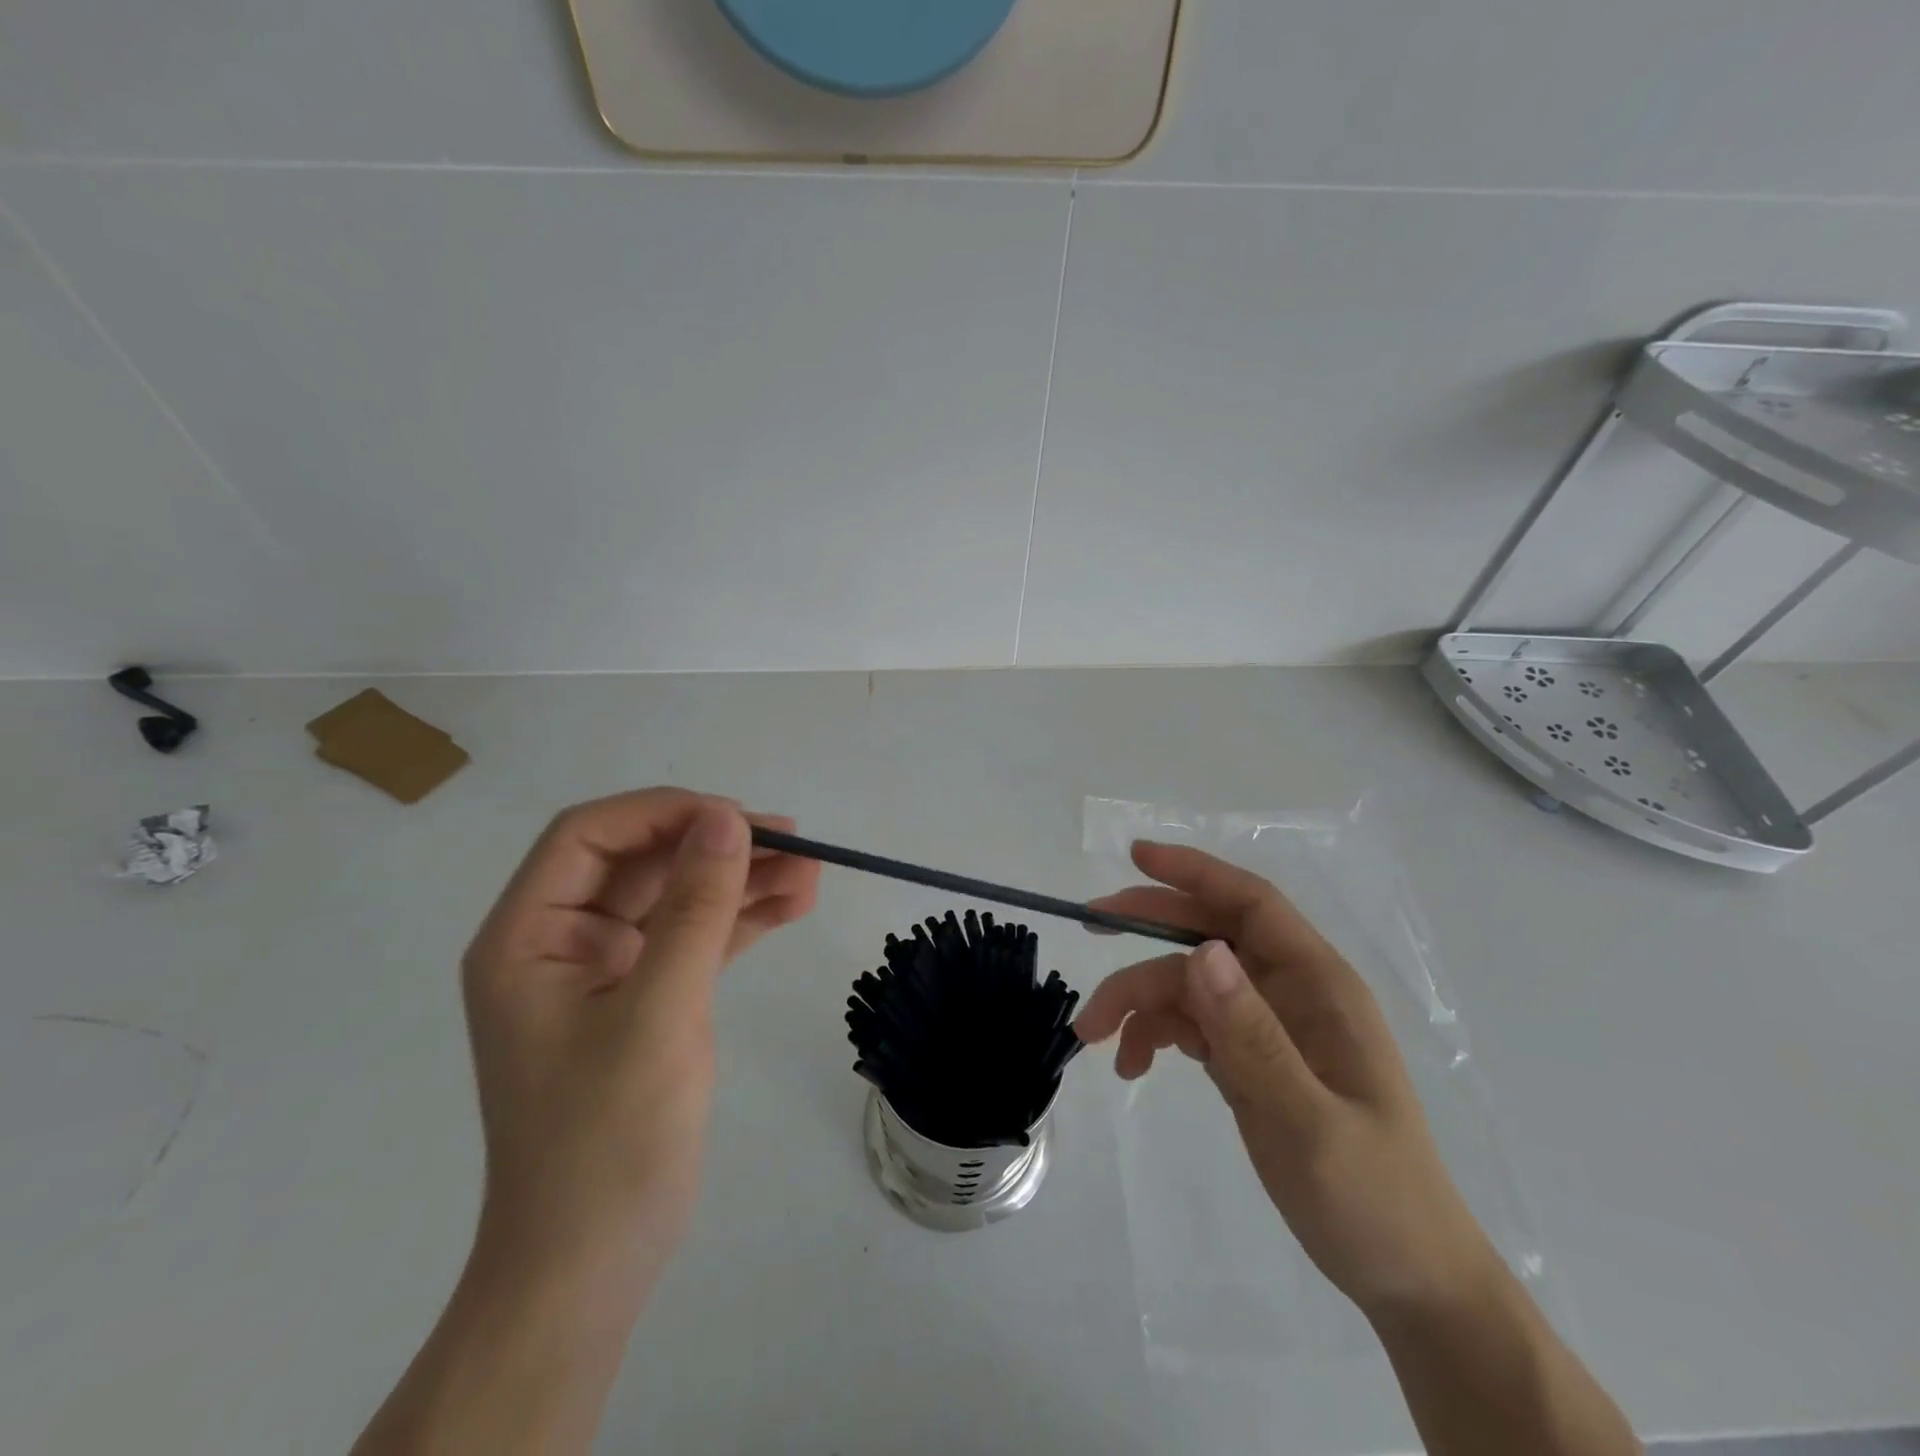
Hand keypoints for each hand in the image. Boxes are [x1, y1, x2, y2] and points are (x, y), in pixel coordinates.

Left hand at [460, 789, 819, 1289]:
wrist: (595, 1262)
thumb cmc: (606, 1140)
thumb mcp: (657, 1013)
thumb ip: (695, 910)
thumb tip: (728, 819)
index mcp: (529, 936)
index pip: (589, 835)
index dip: (663, 813)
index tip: (736, 821)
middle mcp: (564, 940)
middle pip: (644, 861)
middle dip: (718, 846)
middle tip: (795, 841)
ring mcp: (608, 969)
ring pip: (679, 896)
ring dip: (742, 879)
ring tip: (812, 872)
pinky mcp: (649, 996)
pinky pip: (697, 936)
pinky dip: (743, 918)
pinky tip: (794, 904)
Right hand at [1075, 841, 1498, 1319]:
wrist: (1405, 1277)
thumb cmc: (1373, 1198)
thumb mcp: (1309, 1122)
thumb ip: (1253, 1036)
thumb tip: (1201, 951)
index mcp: (1319, 986)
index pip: (1251, 904)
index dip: (1195, 872)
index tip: (1136, 856)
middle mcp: (1290, 993)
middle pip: (1208, 935)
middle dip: (1147, 926)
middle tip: (1089, 927)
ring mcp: (1268, 1026)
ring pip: (1188, 984)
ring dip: (1137, 1000)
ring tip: (1093, 1037)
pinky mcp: (1249, 1058)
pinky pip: (1190, 1025)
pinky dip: (1153, 1035)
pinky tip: (1132, 1065)